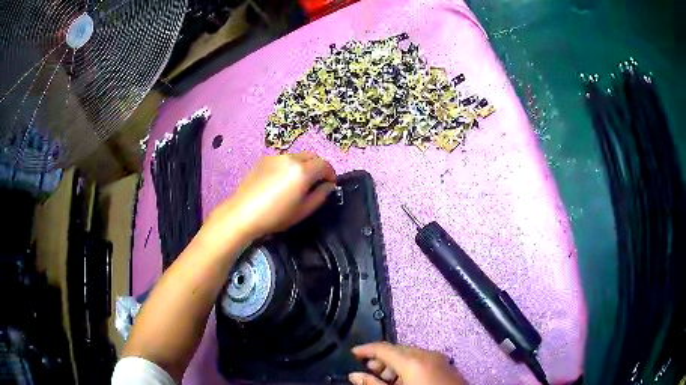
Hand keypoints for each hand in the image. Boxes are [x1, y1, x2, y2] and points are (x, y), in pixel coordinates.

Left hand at [206, 152, 336, 241]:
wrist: (243, 213)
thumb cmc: (275, 216)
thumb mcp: (303, 211)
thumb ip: (320, 195)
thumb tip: (329, 186)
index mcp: (302, 171)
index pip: (325, 165)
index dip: (331, 174)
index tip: (330, 184)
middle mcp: (291, 158)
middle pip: (312, 156)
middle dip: (319, 167)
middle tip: (317, 182)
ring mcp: (276, 157)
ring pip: (298, 156)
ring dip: (304, 165)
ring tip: (299, 182)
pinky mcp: (264, 159)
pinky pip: (284, 159)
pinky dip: (290, 166)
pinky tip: (283, 181)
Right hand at [349, 343, 465, 384]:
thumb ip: (373, 384)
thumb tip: (355, 375)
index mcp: (413, 361)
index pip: (384, 348)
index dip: (366, 349)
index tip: (353, 353)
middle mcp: (426, 354)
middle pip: (397, 349)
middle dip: (381, 358)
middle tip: (368, 371)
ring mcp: (439, 358)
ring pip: (410, 354)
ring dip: (394, 363)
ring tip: (386, 380)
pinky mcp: (445, 365)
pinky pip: (421, 359)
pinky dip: (408, 366)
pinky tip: (404, 380)